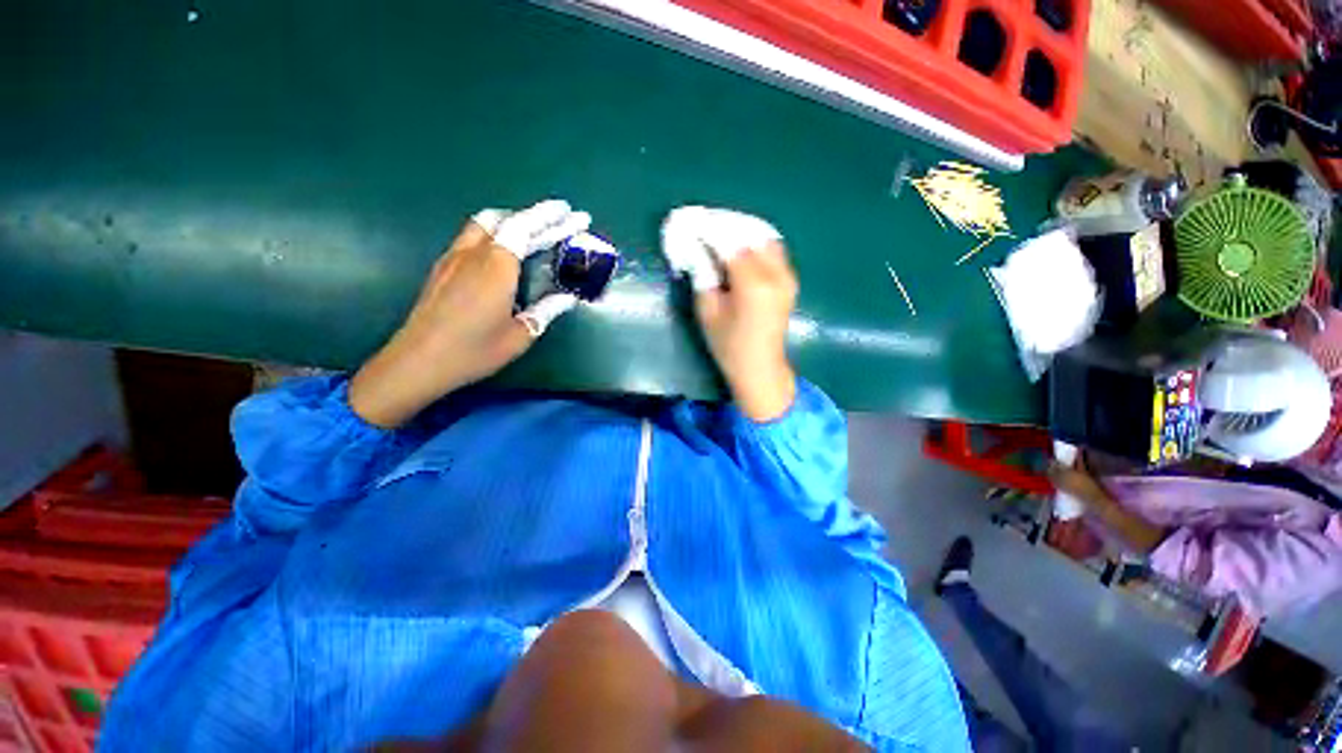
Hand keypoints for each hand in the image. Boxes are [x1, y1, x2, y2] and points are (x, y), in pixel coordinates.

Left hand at [349, 200, 588, 427]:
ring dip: (512, 221)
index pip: (525, 227)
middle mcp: (473, 253)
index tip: (570, 211)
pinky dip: (495, 234)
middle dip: (537, 217)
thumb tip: (568, 298)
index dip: (549, 216)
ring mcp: (453, 258)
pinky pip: (473, 237)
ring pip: (485, 224)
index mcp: (496, 266)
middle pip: (506, 220)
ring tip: (535, 232)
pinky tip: (504, 253)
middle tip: (561, 222)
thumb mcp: (520, 335)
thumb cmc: (474, 350)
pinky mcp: (442, 268)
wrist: (418, 361)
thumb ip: (545, 312)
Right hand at [662, 207, 796, 421]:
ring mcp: (787, 276)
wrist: (760, 368)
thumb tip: (696, 248)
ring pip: (765, 236)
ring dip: (742, 228)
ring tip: (719, 229)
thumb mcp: (708, 311)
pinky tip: (738, 243)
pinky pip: (772, 248)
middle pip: (751, 233)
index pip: (729, 243)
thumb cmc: (729, 346)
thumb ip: (703, 275)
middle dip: (725, 223)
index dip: (709, 228)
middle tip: (703, 221)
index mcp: (753, 285)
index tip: (690, 218)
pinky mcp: (790, 280)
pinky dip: (754, 239)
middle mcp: (776, 274)